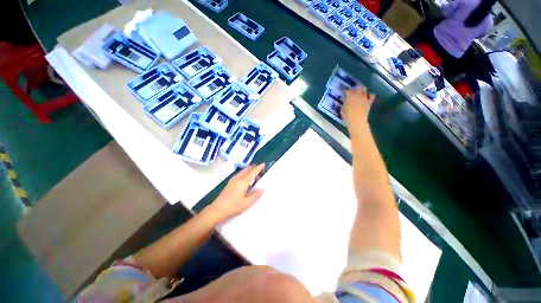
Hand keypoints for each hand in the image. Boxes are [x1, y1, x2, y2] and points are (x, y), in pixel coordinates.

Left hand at [205, 164, 265, 223]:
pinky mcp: (230, 183)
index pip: (253, 172)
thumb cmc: (233, 207)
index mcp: (243, 182)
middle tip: (260, 172)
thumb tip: (263, 188)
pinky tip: (246, 181)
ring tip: (255, 177)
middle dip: (254, 168)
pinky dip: (245, 174)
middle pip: (247, 169)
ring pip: (243, 171)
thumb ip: (256, 195)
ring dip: (249, 171)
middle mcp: (238, 178)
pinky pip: (240, 174)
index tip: (263, 164)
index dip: (259, 168)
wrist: (217, 210)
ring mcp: (233, 180)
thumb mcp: (247, 203)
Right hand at [342, 87, 375, 126]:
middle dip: (355, 88)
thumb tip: (343, 99)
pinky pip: (372, 96)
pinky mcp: (369, 102)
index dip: (346, 92)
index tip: (345, 93)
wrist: (357, 120)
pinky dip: (370, 95)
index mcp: (350, 97)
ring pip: (364, 89)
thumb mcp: (343, 109)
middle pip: (357, 88)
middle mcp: (357, 95)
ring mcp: (364, 98)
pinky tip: (368, 96)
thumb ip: (344, 103)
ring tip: (360, 91)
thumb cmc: (348, 116)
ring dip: (362, 89)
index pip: (347, 91)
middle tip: (353, 90)